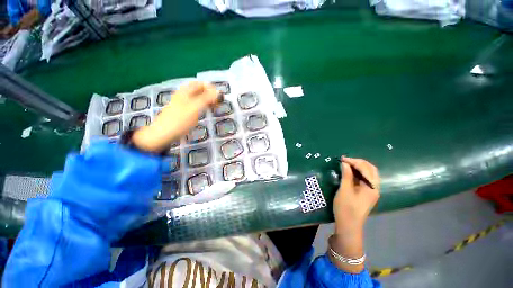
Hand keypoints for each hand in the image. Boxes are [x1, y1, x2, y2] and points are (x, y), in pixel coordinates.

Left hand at [132, 81, 218, 151]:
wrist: (163, 134)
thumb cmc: (180, 120)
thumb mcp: (195, 108)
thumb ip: (207, 98)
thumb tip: (219, 92)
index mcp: (186, 91)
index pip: (201, 83)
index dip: (211, 88)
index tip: (219, 97)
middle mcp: (183, 95)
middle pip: (199, 90)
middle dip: (210, 94)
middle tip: (218, 103)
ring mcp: (182, 103)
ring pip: (197, 98)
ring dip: (207, 100)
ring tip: (214, 108)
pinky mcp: (183, 111)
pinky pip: (195, 104)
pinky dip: (202, 106)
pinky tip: (205, 112)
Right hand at [329, 156, 379, 272]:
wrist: (348, 226)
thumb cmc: (346, 208)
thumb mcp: (344, 190)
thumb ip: (346, 175)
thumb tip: (345, 163)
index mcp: (372, 187)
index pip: (366, 168)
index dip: (354, 161)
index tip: (342, 159)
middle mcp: (374, 188)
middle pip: (371, 170)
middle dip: (359, 162)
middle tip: (345, 160)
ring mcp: (371, 191)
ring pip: (368, 174)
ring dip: (358, 167)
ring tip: (346, 164)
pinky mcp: (366, 194)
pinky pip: (364, 179)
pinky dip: (357, 173)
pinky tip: (349, 173)